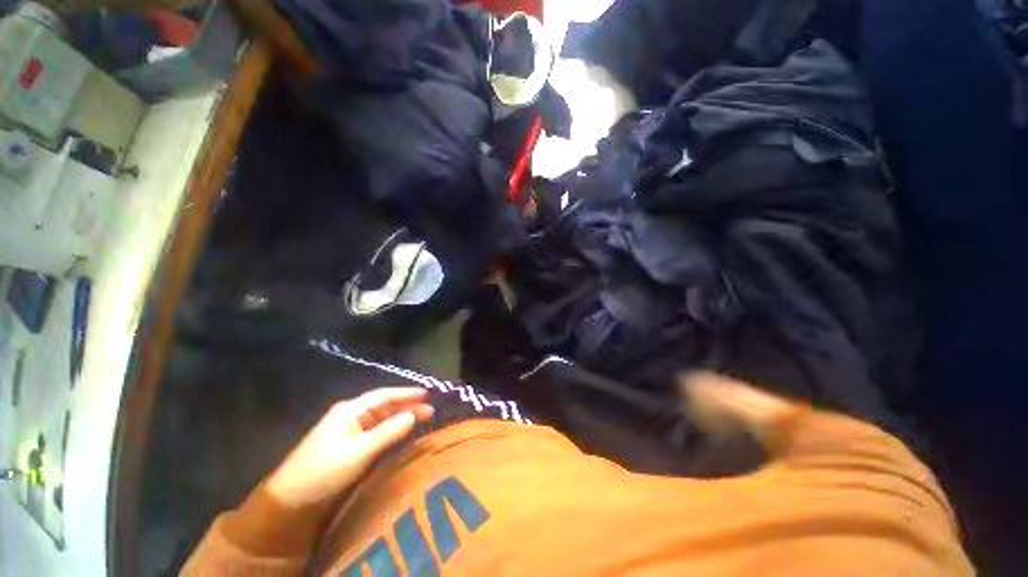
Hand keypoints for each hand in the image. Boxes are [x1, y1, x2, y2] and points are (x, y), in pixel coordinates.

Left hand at [266, 387, 434, 507]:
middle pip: (385, 405)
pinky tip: (400, 431)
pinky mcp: (347, 442)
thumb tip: (413, 416)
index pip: (385, 395)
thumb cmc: (324, 471)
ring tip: (421, 419)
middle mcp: (350, 414)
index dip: (407, 393)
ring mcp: (347, 428)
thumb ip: (388, 432)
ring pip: (380, 417)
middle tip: (430, 410)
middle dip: (407, 405)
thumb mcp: (359, 452)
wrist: (289, 499)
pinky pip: (374, 429)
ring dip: (400, 417)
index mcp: (351, 410)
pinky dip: (390, 428)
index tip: (427, 393)